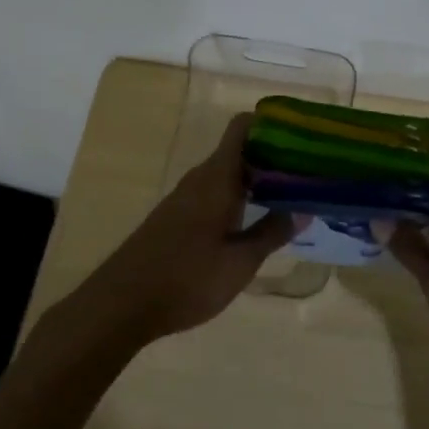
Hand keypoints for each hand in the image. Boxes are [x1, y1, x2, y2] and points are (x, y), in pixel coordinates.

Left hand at [62, 114, 295, 350]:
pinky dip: (238, 197)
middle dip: (273, 156)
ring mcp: (185, 197)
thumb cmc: (186, 278)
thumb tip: (304, 209)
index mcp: (217, 177)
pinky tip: (254, 220)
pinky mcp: (176, 217)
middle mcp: (201, 178)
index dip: (271, 123)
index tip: (301, 135)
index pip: (242, 127)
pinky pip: (214, 192)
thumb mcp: (239, 262)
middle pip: (240, 150)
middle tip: (307, 172)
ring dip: (256, 179)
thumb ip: (272, 233)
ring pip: (228, 174)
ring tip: (290, 195)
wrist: (121, 304)